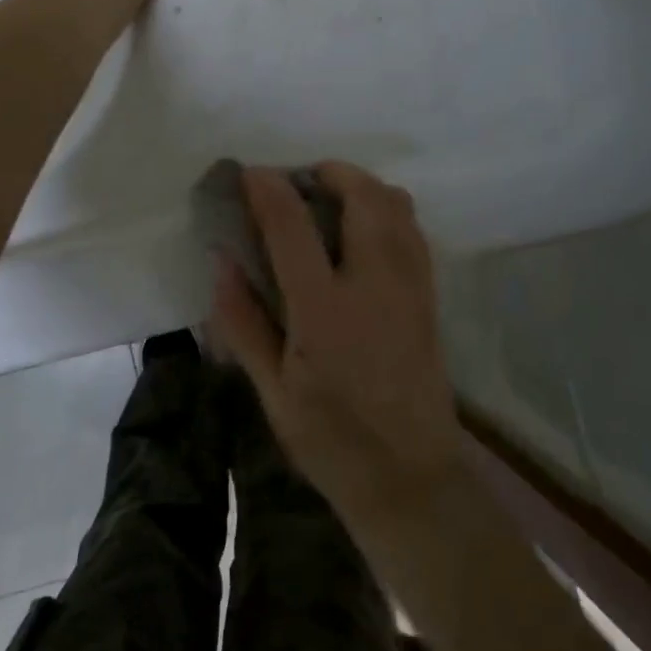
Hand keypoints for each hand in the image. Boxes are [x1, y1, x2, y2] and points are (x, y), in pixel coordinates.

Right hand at [213, 163, 467, 540]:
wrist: (411, 478)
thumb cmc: (331, 441)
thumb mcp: (272, 391)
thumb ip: (243, 321)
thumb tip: (221, 260)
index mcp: (324, 309)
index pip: (292, 225)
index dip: (268, 188)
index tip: (250, 173)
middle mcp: (374, 284)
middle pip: (362, 194)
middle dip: (327, 171)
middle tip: (296, 182)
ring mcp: (410, 287)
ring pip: (396, 204)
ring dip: (361, 186)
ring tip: (328, 200)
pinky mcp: (430, 297)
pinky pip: (412, 229)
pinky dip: (386, 210)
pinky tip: (361, 234)